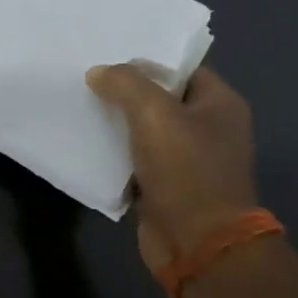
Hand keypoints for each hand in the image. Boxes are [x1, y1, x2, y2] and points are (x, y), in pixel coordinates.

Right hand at [86, 63, 257, 276]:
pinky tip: (83, 137)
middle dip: (124, 88)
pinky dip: (112, 150)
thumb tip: (99, 73)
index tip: (107, 50)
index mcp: (219, 104)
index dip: (146, 58)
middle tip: (85, 72)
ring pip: (142, 127)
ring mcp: (187, 159)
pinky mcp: (165, 186)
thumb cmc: (187, 170)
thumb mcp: (154, 112)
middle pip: (159, 96)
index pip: (180, 67)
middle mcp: (207, 128)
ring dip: (114, 119)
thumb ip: (124, 82)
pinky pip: (133, 157)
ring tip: (77, 100)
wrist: (199, 247)